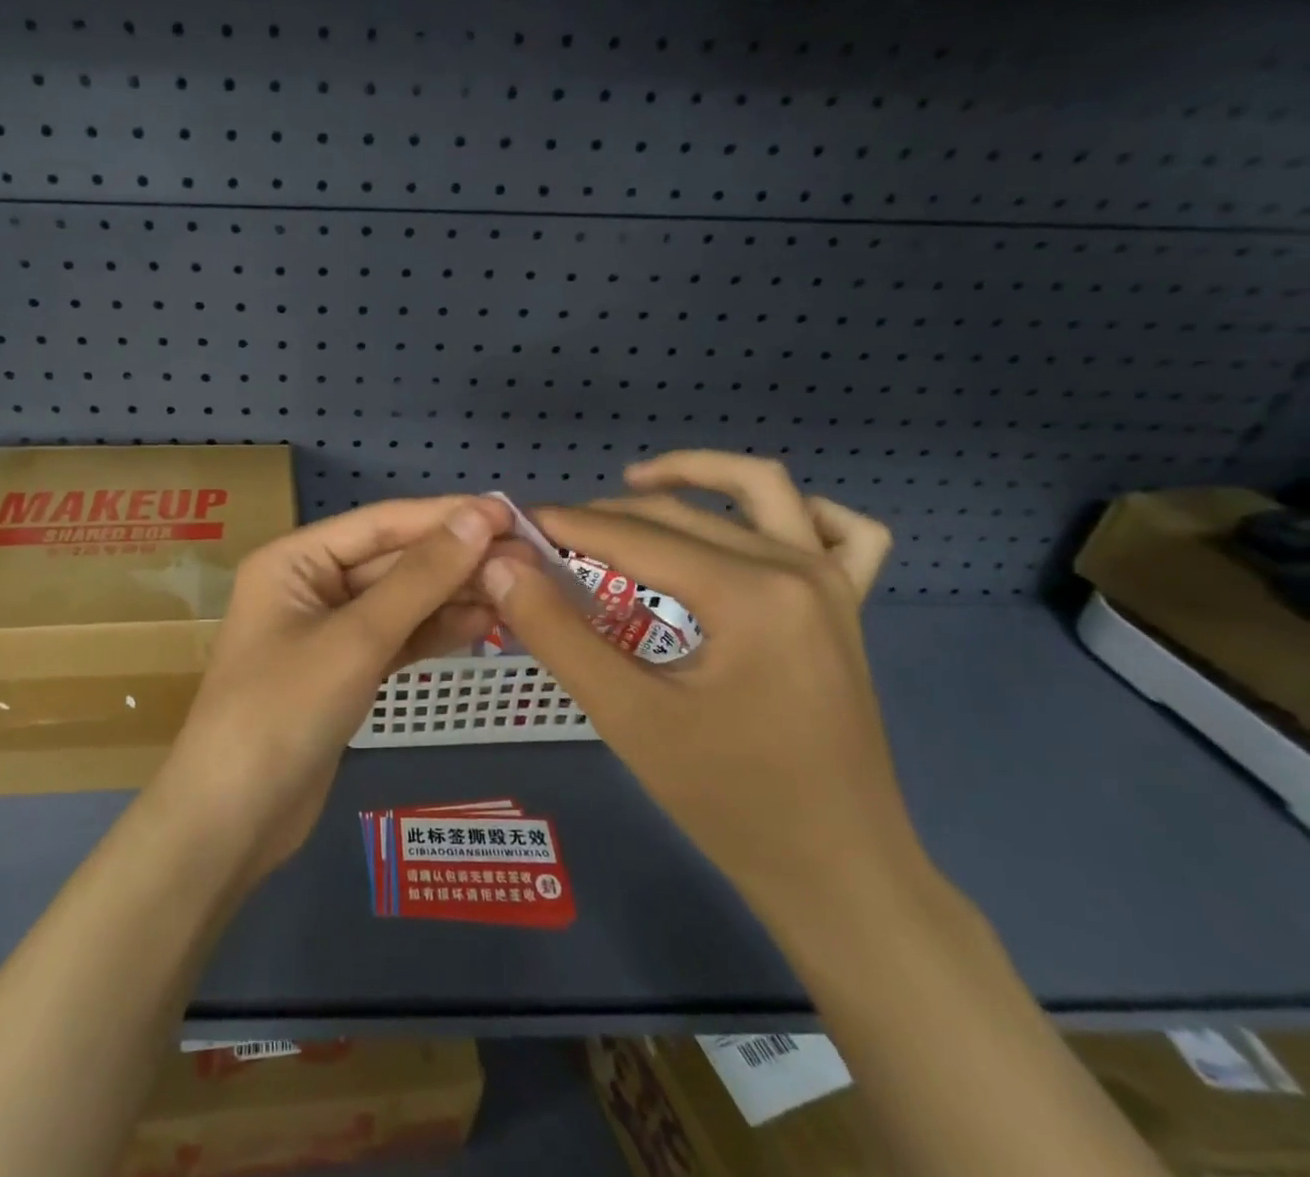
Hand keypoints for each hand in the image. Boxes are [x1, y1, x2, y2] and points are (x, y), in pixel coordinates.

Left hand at [152, 495, 513, 883]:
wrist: (234, 820)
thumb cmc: (284, 712)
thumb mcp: (356, 639)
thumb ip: (420, 578)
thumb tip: (478, 518)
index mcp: (294, 559)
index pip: (381, 523)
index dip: (445, 516)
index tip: (509, 514)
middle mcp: (310, 585)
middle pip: (393, 560)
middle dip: (456, 559)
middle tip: (527, 558)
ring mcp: (328, 630)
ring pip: (401, 600)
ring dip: (454, 594)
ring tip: (516, 590)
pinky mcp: (346, 671)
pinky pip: (398, 637)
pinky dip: (436, 630)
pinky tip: (484, 623)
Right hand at [481, 451, 914, 928]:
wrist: (837, 873)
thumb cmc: (728, 800)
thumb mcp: (626, 716)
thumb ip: (557, 633)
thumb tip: (502, 566)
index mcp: (749, 592)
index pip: (634, 536)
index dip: (565, 524)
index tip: (513, 524)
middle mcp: (797, 567)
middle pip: (681, 513)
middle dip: (605, 514)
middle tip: (547, 537)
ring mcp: (834, 584)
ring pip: (760, 492)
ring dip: (695, 476)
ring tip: (632, 485)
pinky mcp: (848, 608)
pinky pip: (840, 532)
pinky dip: (793, 512)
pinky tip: (749, 527)